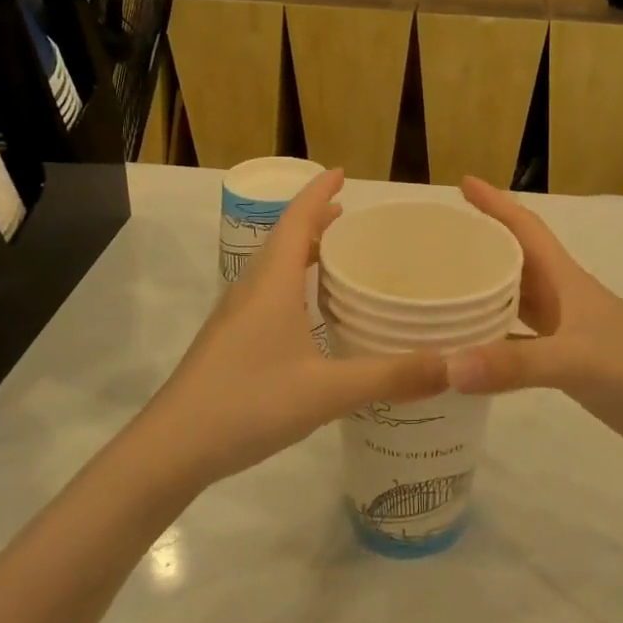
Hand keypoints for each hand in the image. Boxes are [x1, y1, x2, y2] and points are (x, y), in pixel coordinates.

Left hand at [131, 170, 447, 489]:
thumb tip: (451, 365)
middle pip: (285, 239)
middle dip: (316, 221)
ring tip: (337, 258)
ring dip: (304, 253)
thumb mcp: (327, 391)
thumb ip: (389, 377)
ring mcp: (235, 317)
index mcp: (272, 283)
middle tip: (352, 218)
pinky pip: (268, 295)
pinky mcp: (230, 342)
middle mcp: (251, 289)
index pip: (296, 219)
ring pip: (274, 269)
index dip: (319, 193)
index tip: (342, 173)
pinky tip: (311, 318)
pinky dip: (294, 286)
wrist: (171, 448)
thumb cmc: (248, 403)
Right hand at [444, 178, 622, 463]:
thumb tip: (447, 366)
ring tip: (442, 289)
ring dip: (483, 291)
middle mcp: (563, 298)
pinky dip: (492, 341)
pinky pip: (519, 341)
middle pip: (515, 260)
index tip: (463, 182)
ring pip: (515, 300)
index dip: (496, 203)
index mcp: (567, 280)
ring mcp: (567, 332)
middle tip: (435, 240)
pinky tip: (468, 351)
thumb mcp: (577, 362)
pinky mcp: (568, 363)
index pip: (526, 228)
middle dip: (480, 243)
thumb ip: (515, 364)